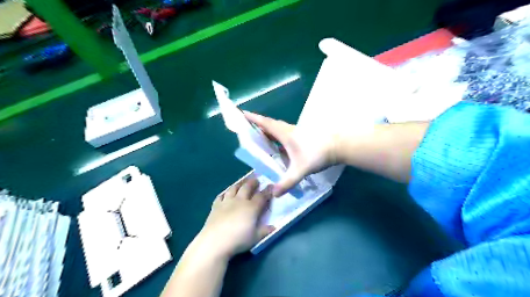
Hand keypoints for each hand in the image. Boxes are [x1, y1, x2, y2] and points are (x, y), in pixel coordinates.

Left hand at [196, 177, 274, 257]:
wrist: (215, 241)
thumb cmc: (238, 240)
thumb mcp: (256, 237)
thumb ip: (265, 231)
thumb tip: (275, 227)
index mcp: (252, 207)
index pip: (262, 196)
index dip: (267, 190)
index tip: (271, 186)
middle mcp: (240, 201)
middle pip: (247, 188)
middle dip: (253, 182)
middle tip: (256, 179)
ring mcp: (227, 202)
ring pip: (233, 188)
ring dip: (239, 184)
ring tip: (242, 182)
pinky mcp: (216, 206)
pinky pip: (221, 196)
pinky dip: (224, 193)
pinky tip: (225, 193)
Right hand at [244, 112, 338, 196]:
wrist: (338, 146)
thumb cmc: (317, 154)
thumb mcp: (300, 170)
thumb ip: (287, 182)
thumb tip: (274, 194)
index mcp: (285, 134)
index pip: (266, 123)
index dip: (254, 118)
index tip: (243, 114)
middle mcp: (289, 130)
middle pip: (270, 125)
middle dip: (258, 125)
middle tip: (248, 131)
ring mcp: (297, 132)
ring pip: (278, 129)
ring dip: (268, 131)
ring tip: (260, 139)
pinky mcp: (302, 136)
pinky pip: (285, 134)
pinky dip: (277, 137)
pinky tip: (278, 147)